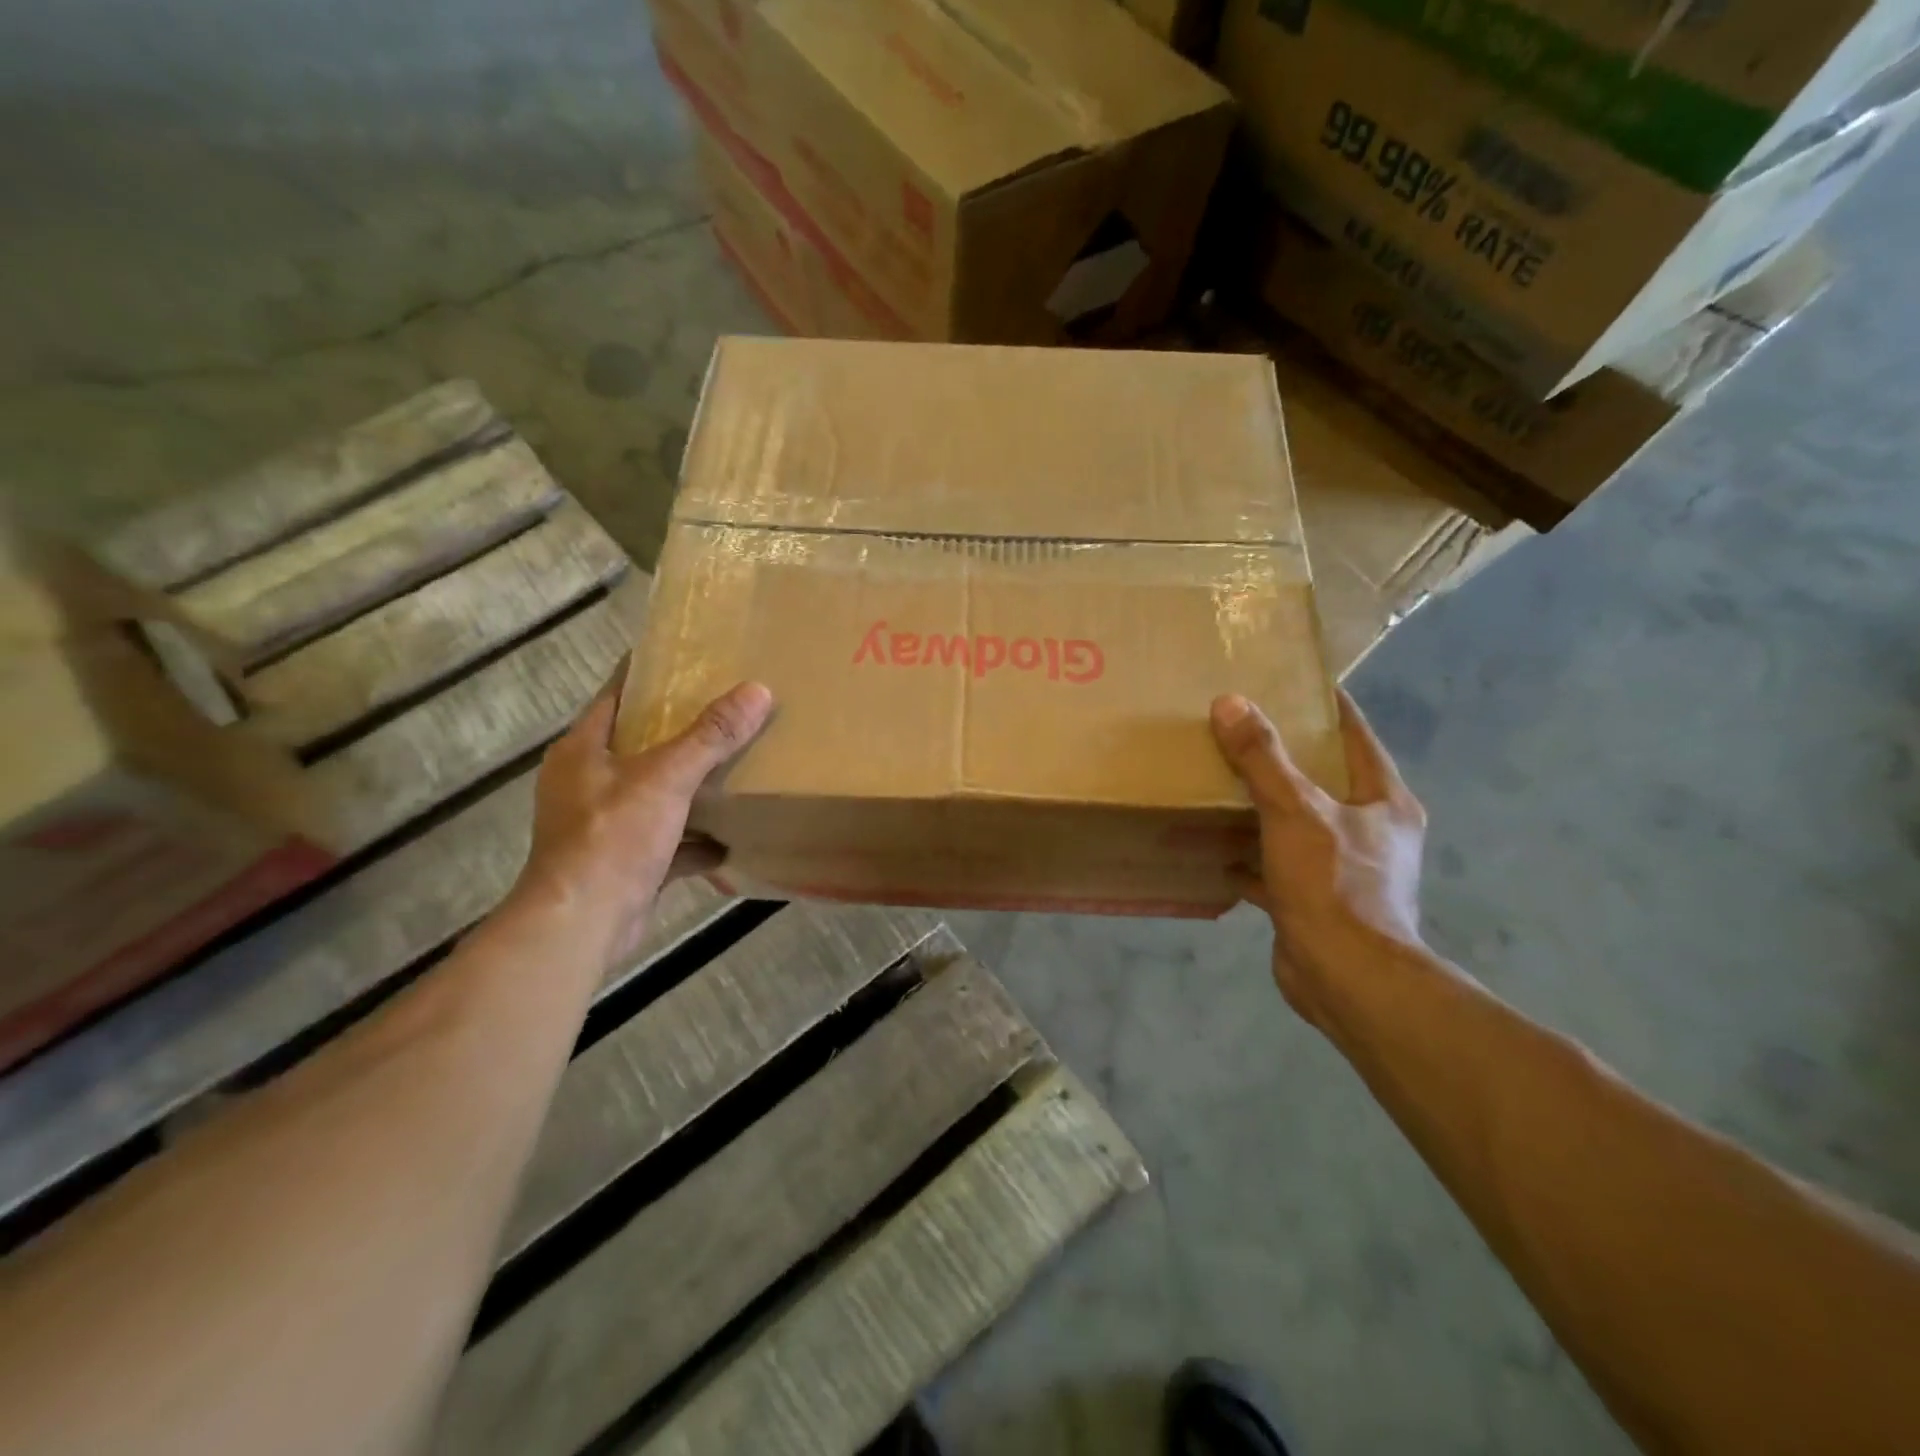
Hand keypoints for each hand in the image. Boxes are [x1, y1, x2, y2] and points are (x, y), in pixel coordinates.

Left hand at [517, 666, 773, 970]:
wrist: (582, 924)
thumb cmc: (612, 837)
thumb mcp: (666, 778)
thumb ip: (711, 735)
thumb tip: (758, 690)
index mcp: (584, 749)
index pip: (617, 694)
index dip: (651, 674)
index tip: (692, 658)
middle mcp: (587, 781)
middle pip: (640, 743)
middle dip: (682, 729)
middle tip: (729, 708)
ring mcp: (604, 823)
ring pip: (655, 791)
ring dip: (691, 784)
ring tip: (736, 765)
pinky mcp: (624, 860)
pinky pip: (667, 838)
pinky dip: (695, 838)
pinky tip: (731, 837)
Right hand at [1211, 689, 1427, 1028]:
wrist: (1346, 979)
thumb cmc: (1334, 885)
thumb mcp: (1296, 811)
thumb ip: (1263, 758)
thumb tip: (1231, 702)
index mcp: (1383, 800)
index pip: (1355, 734)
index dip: (1324, 705)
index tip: (1287, 680)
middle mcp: (1370, 830)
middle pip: (1322, 778)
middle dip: (1282, 755)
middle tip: (1236, 727)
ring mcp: (1342, 868)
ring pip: (1295, 822)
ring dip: (1262, 807)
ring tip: (1217, 780)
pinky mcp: (1312, 900)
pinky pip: (1275, 865)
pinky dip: (1248, 857)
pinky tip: (1212, 848)